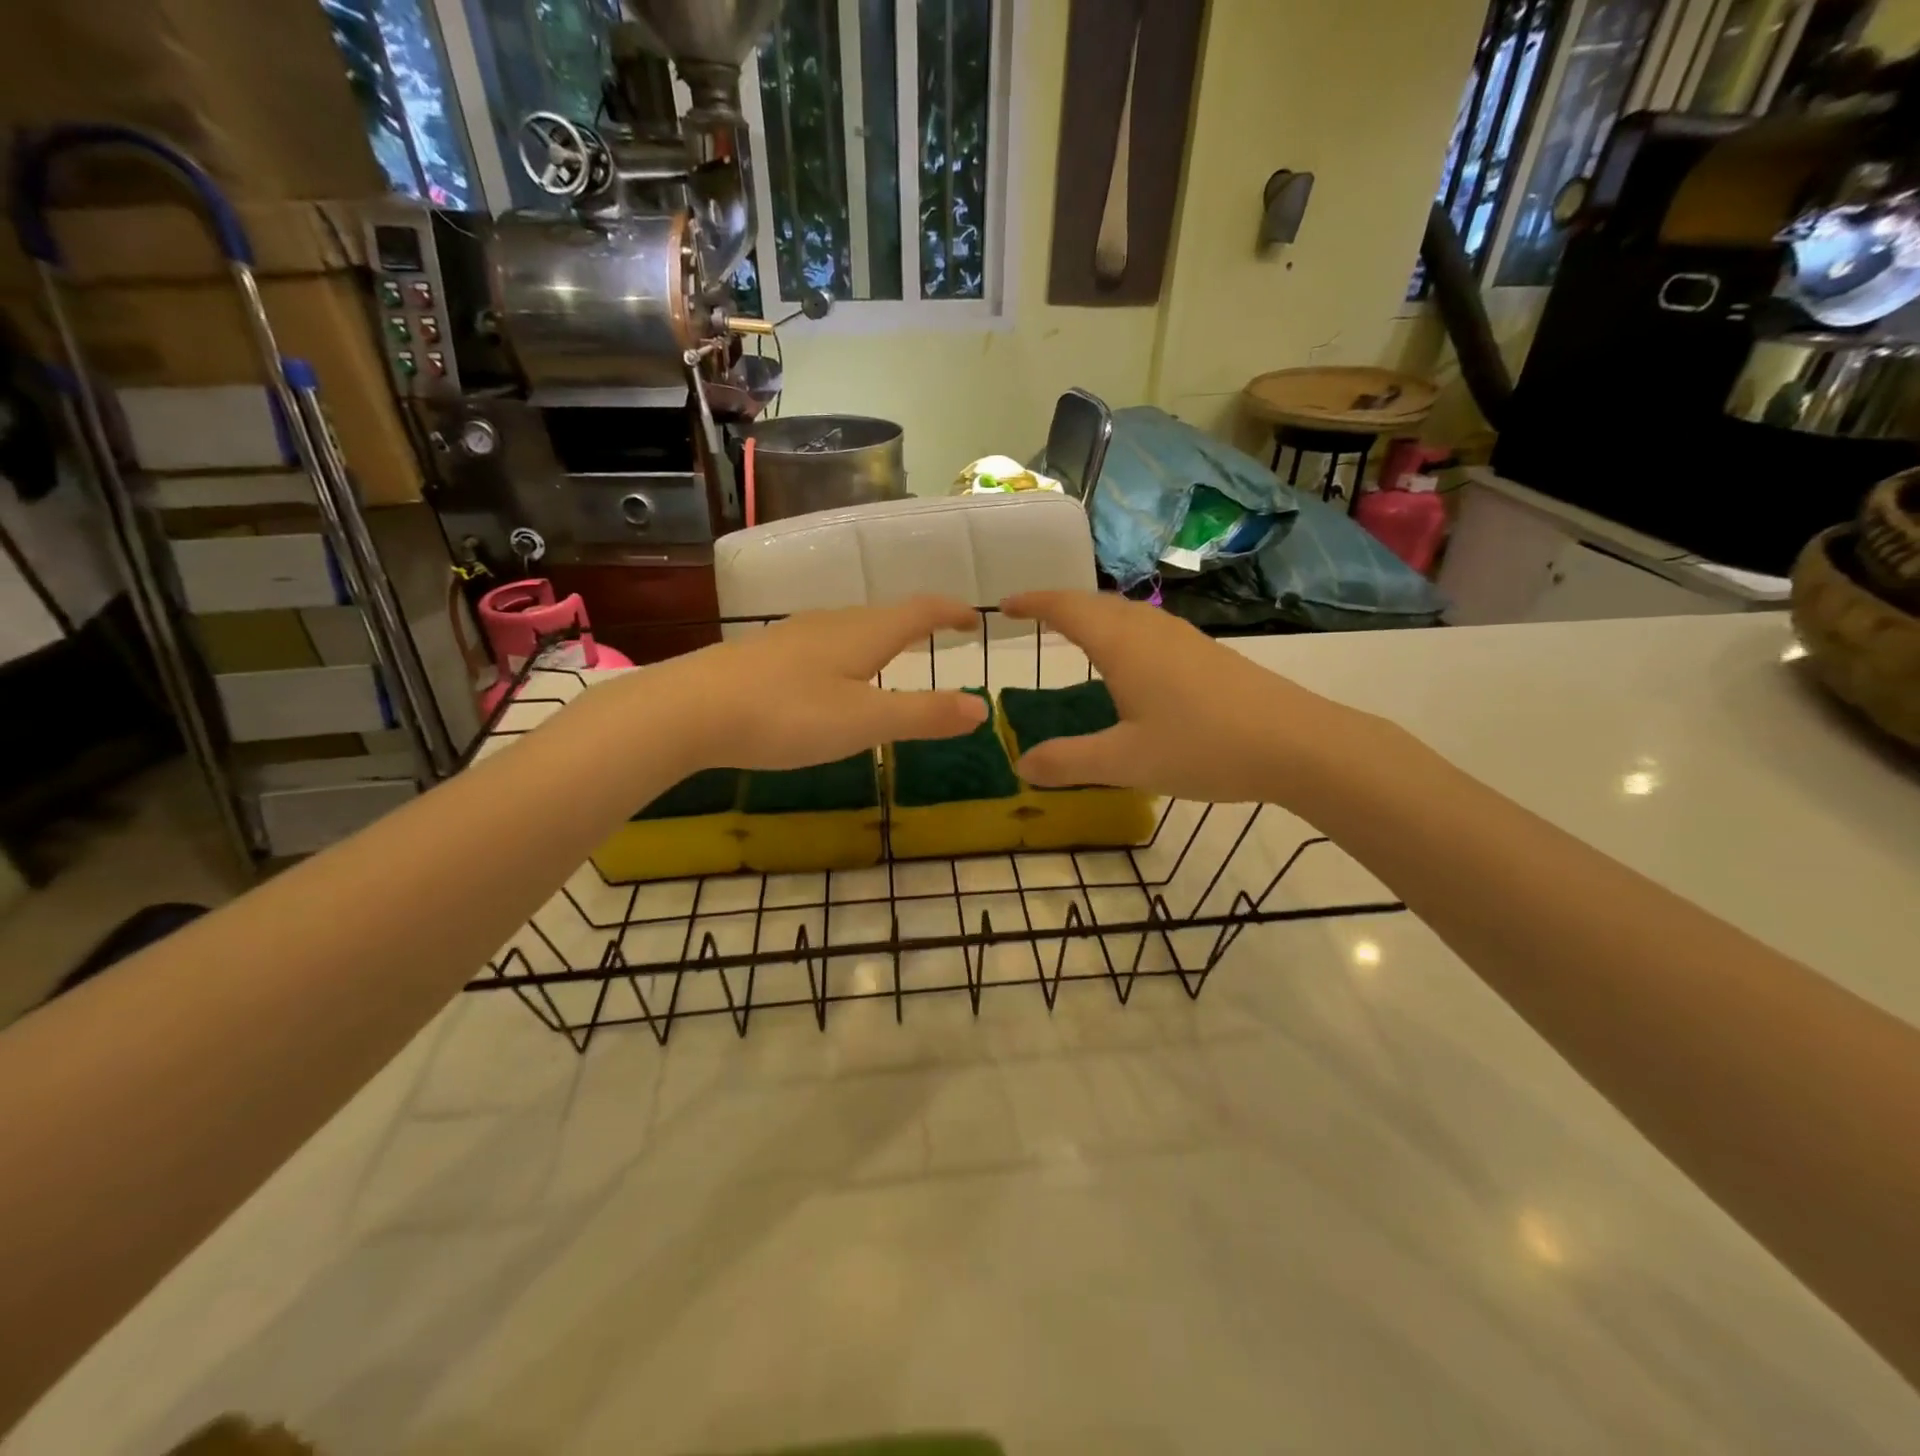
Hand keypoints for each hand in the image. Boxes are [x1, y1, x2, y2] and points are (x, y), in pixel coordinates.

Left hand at [637, 596, 988, 772]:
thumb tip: (981, 707)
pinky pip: (823, 643)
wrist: (690, 710)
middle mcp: (831, 623)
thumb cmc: (788, 714)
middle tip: (938, 635)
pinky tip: (831, 676)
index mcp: (864, 633)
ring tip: (892, 655)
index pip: (920, 611)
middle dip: (918, 623)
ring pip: (851, 627)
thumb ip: (924, 715)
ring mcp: (794, 635)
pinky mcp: (766, 654)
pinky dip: (848, 652)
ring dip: (881, 636)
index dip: (950, 613)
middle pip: (885, 614)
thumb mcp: (865, 722)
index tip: (974, 620)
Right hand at [999, 590, 1356, 804]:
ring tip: (1073, 634)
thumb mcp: (1126, 762)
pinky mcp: (1206, 654)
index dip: (1033, 603)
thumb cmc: (1204, 746)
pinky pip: (1148, 628)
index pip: (1067, 608)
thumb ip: (1069, 762)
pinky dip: (1120, 631)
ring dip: (1093, 615)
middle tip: (1031, 618)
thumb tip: (1021, 764)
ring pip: (1126, 613)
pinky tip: (1129, 661)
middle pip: (1096, 603)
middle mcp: (1151, 629)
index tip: (1004, 607)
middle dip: (1059, 605)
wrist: (1297, 743)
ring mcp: (1183, 638)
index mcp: (1123, 645)